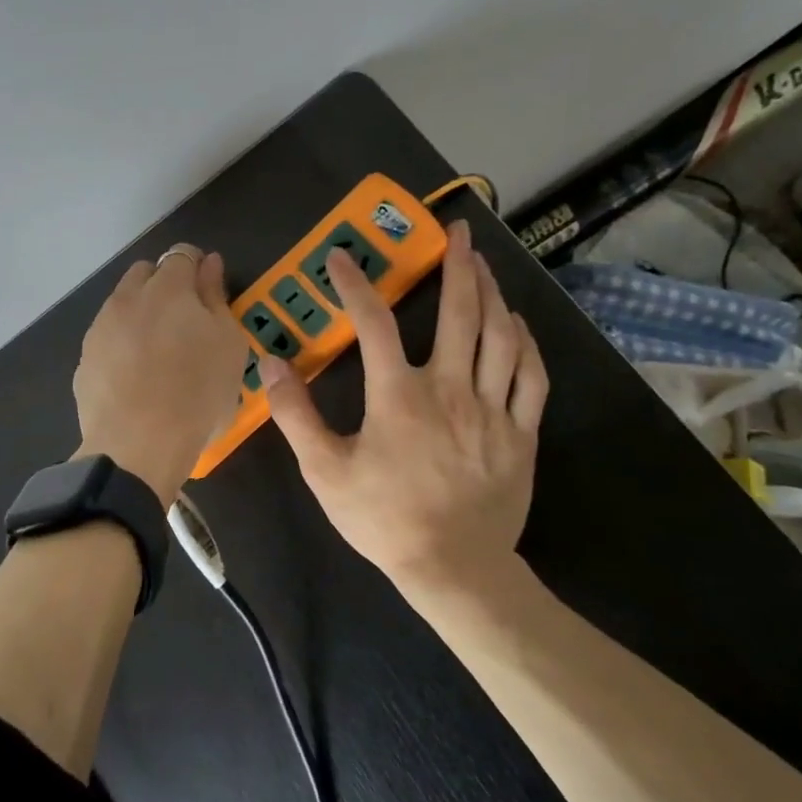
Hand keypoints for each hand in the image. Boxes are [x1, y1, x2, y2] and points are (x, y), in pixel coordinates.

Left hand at [74, 244, 248, 504]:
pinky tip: (136, 378)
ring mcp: (100, 329)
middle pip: (146, 273)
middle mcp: (127, 298)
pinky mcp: (84, 360)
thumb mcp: (228, 344)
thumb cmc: (197, 393)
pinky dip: (122, 346)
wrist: (137, 447)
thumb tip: (210, 263)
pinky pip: (107, 339)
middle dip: (165, 285)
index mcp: (168, 287)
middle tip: (186, 322)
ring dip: (141, 315)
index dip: (198, 267)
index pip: (182, 254)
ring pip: (122, 305)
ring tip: (160, 353)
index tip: (208, 292)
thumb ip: (216, 297)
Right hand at [259, 219, 547, 610]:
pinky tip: (518, 323)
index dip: (355, 286)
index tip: (341, 259)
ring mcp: (493, 409)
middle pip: (460, 313)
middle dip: (458, 265)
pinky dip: (526, 342)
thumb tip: (270, 365)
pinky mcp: (522, 432)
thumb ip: (295, 415)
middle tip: (458, 231)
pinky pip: (531, 375)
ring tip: (486, 266)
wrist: (455, 569)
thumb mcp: (325, 472)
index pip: (373, 324)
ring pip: (500, 336)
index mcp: (399, 396)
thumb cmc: (385, 520)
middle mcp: (450, 389)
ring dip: (493, 293)